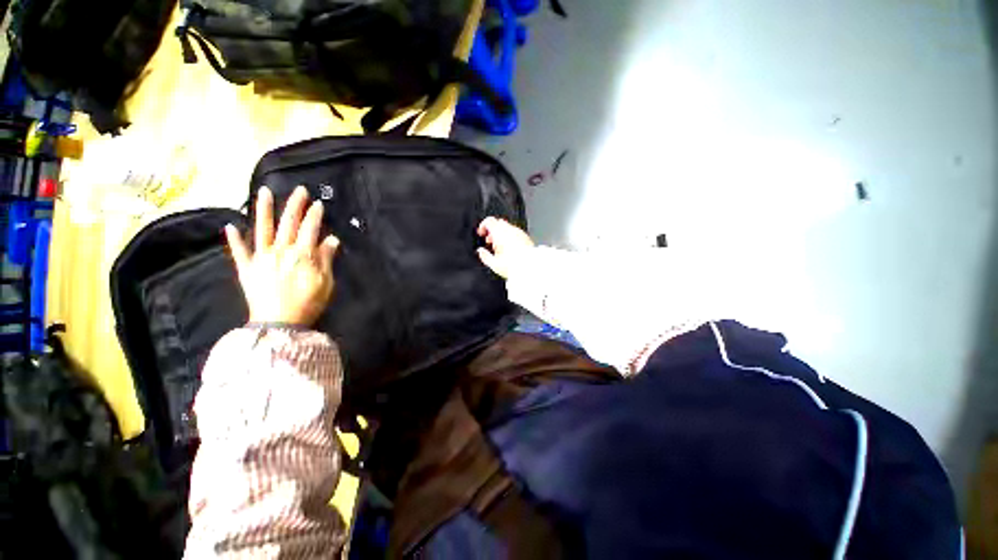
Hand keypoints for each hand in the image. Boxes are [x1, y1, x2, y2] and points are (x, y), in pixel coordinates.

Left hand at [225, 186, 339, 325]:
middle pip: (288, 223)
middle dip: (294, 205)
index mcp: (302, 255)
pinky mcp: (247, 269)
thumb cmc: (308, 303)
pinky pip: (239, 251)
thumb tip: (331, 239)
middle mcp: (280, 251)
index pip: (310, 229)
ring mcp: (261, 258)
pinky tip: (230, 225)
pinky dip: (234, 239)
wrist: (279, 323)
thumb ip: (326, 259)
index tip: (318, 203)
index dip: (314, 215)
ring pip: (262, 229)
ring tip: (263, 191)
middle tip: (299, 190)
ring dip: (263, 209)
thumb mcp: (325, 282)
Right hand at [476, 217, 534, 279]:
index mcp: (500, 233)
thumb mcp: (494, 264)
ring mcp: (519, 233)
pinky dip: (510, 237)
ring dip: (501, 234)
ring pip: (507, 227)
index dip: (483, 226)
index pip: (489, 221)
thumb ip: (485, 256)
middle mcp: (510, 230)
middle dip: (492, 231)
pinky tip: (510, 249)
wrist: (531, 268)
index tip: (481, 233)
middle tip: (490, 241)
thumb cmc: (514, 266)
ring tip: (500, 248)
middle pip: (498, 223)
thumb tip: (480, 252)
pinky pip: (515, 233)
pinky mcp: (526, 237)